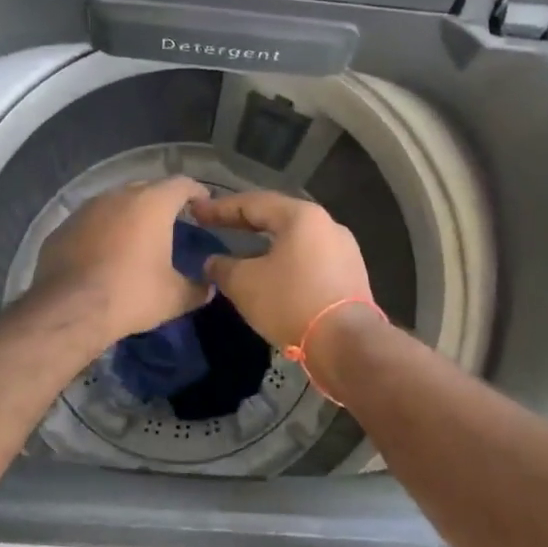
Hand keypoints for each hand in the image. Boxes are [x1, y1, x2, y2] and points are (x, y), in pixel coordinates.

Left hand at [32, 177, 211, 343]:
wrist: (68, 310)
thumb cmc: (130, 295)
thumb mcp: (174, 298)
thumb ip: (197, 289)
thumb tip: (209, 288)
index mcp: (151, 204)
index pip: (181, 184)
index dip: (196, 191)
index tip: (203, 204)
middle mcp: (118, 196)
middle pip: (147, 188)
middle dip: (162, 201)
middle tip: (172, 221)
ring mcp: (86, 209)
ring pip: (116, 202)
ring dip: (130, 214)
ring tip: (138, 235)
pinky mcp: (63, 226)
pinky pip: (92, 221)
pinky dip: (104, 230)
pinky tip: (105, 251)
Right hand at [187, 190, 374, 351]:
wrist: (347, 343)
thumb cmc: (291, 302)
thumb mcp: (245, 284)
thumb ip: (223, 267)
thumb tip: (213, 262)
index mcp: (302, 216)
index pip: (254, 204)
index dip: (221, 208)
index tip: (196, 212)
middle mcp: (328, 225)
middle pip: (278, 218)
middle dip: (246, 223)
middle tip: (217, 226)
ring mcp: (344, 251)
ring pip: (296, 241)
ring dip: (267, 246)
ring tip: (243, 252)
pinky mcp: (351, 276)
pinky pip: (310, 261)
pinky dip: (286, 263)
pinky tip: (272, 276)